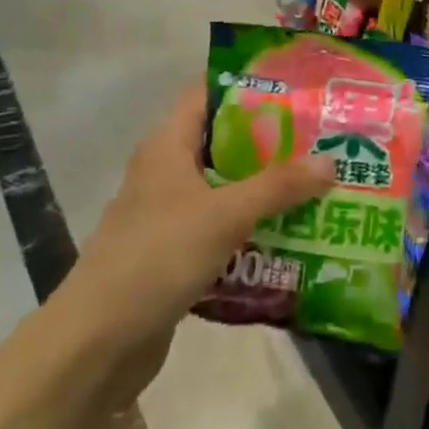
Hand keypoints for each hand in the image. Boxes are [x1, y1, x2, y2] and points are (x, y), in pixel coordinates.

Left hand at [56, 90, 333, 402]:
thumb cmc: (157, 257)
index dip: (248, 85)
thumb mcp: (224, 215)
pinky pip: (220, 227)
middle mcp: (166, 171)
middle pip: (223, 141)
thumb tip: (331, 161)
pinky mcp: (173, 253)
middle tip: (320, 137)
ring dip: (264, 187)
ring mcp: (168, 214)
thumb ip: (278, 186)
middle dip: (270, 140)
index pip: (207, 93)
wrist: (97, 343)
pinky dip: (250, 227)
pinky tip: (289, 234)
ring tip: (316, 183)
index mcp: (167, 145)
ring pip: (224, 187)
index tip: (295, 87)